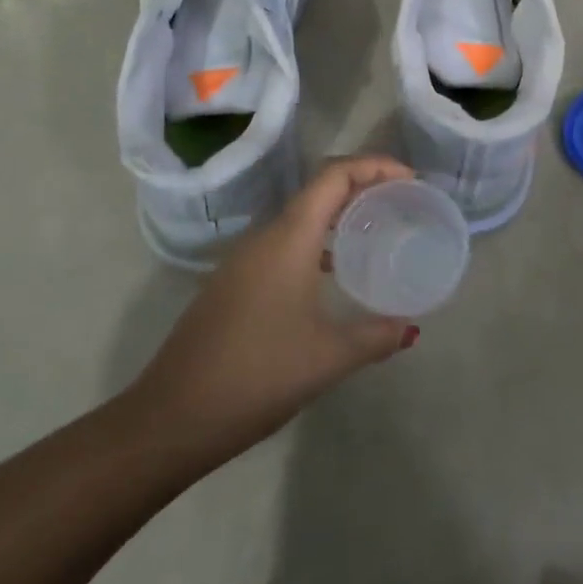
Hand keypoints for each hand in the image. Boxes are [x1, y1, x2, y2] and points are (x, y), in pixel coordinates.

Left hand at [123, 155, 418, 475]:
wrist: (172, 417)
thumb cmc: (257, 375)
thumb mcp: (329, 357)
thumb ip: (376, 336)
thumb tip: (410, 328)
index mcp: (288, 238)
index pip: (334, 176)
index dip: (374, 166)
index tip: (410, 180)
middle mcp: (264, 237)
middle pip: (318, 190)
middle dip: (362, 186)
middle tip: (401, 203)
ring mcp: (243, 260)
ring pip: (299, 218)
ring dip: (338, 215)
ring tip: (374, 232)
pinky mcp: (234, 283)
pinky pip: (284, 244)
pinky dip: (316, 242)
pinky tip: (332, 274)